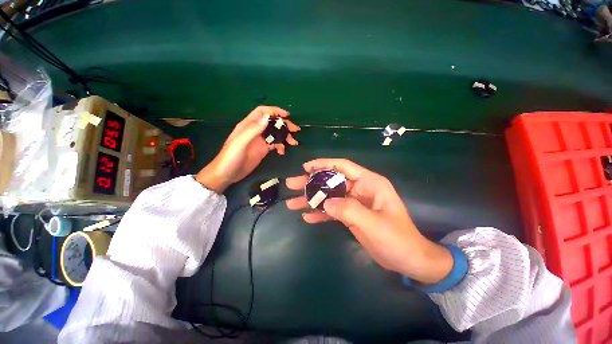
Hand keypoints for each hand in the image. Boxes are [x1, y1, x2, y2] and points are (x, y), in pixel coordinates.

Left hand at [196, 106, 299, 192]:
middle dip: (284, 124)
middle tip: (295, 130)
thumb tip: (267, 117)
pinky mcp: (263, 150)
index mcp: (248, 125)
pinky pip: (274, 144)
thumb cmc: (231, 157)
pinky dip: (280, 146)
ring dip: (284, 136)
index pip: (262, 112)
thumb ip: (252, 130)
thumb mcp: (240, 143)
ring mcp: (260, 141)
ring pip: (275, 133)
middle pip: (272, 123)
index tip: (287, 115)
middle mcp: (255, 131)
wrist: (227, 174)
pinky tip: (282, 152)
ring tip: (293, 143)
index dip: (274, 111)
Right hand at [286, 159, 452, 284]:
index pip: (343, 167)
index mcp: (369, 183)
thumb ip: (349, 210)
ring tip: (292, 203)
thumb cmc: (397, 239)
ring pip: (329, 196)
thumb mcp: (373, 224)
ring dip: (311, 199)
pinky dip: (320, 213)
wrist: (408, 260)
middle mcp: (360, 189)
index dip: (324, 164)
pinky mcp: (350, 215)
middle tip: (291, 185)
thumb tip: (326, 203)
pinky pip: (332, 211)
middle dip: (311, 183)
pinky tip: (307, 217)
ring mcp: (354, 203)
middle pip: (331, 181)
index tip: (305, 167)